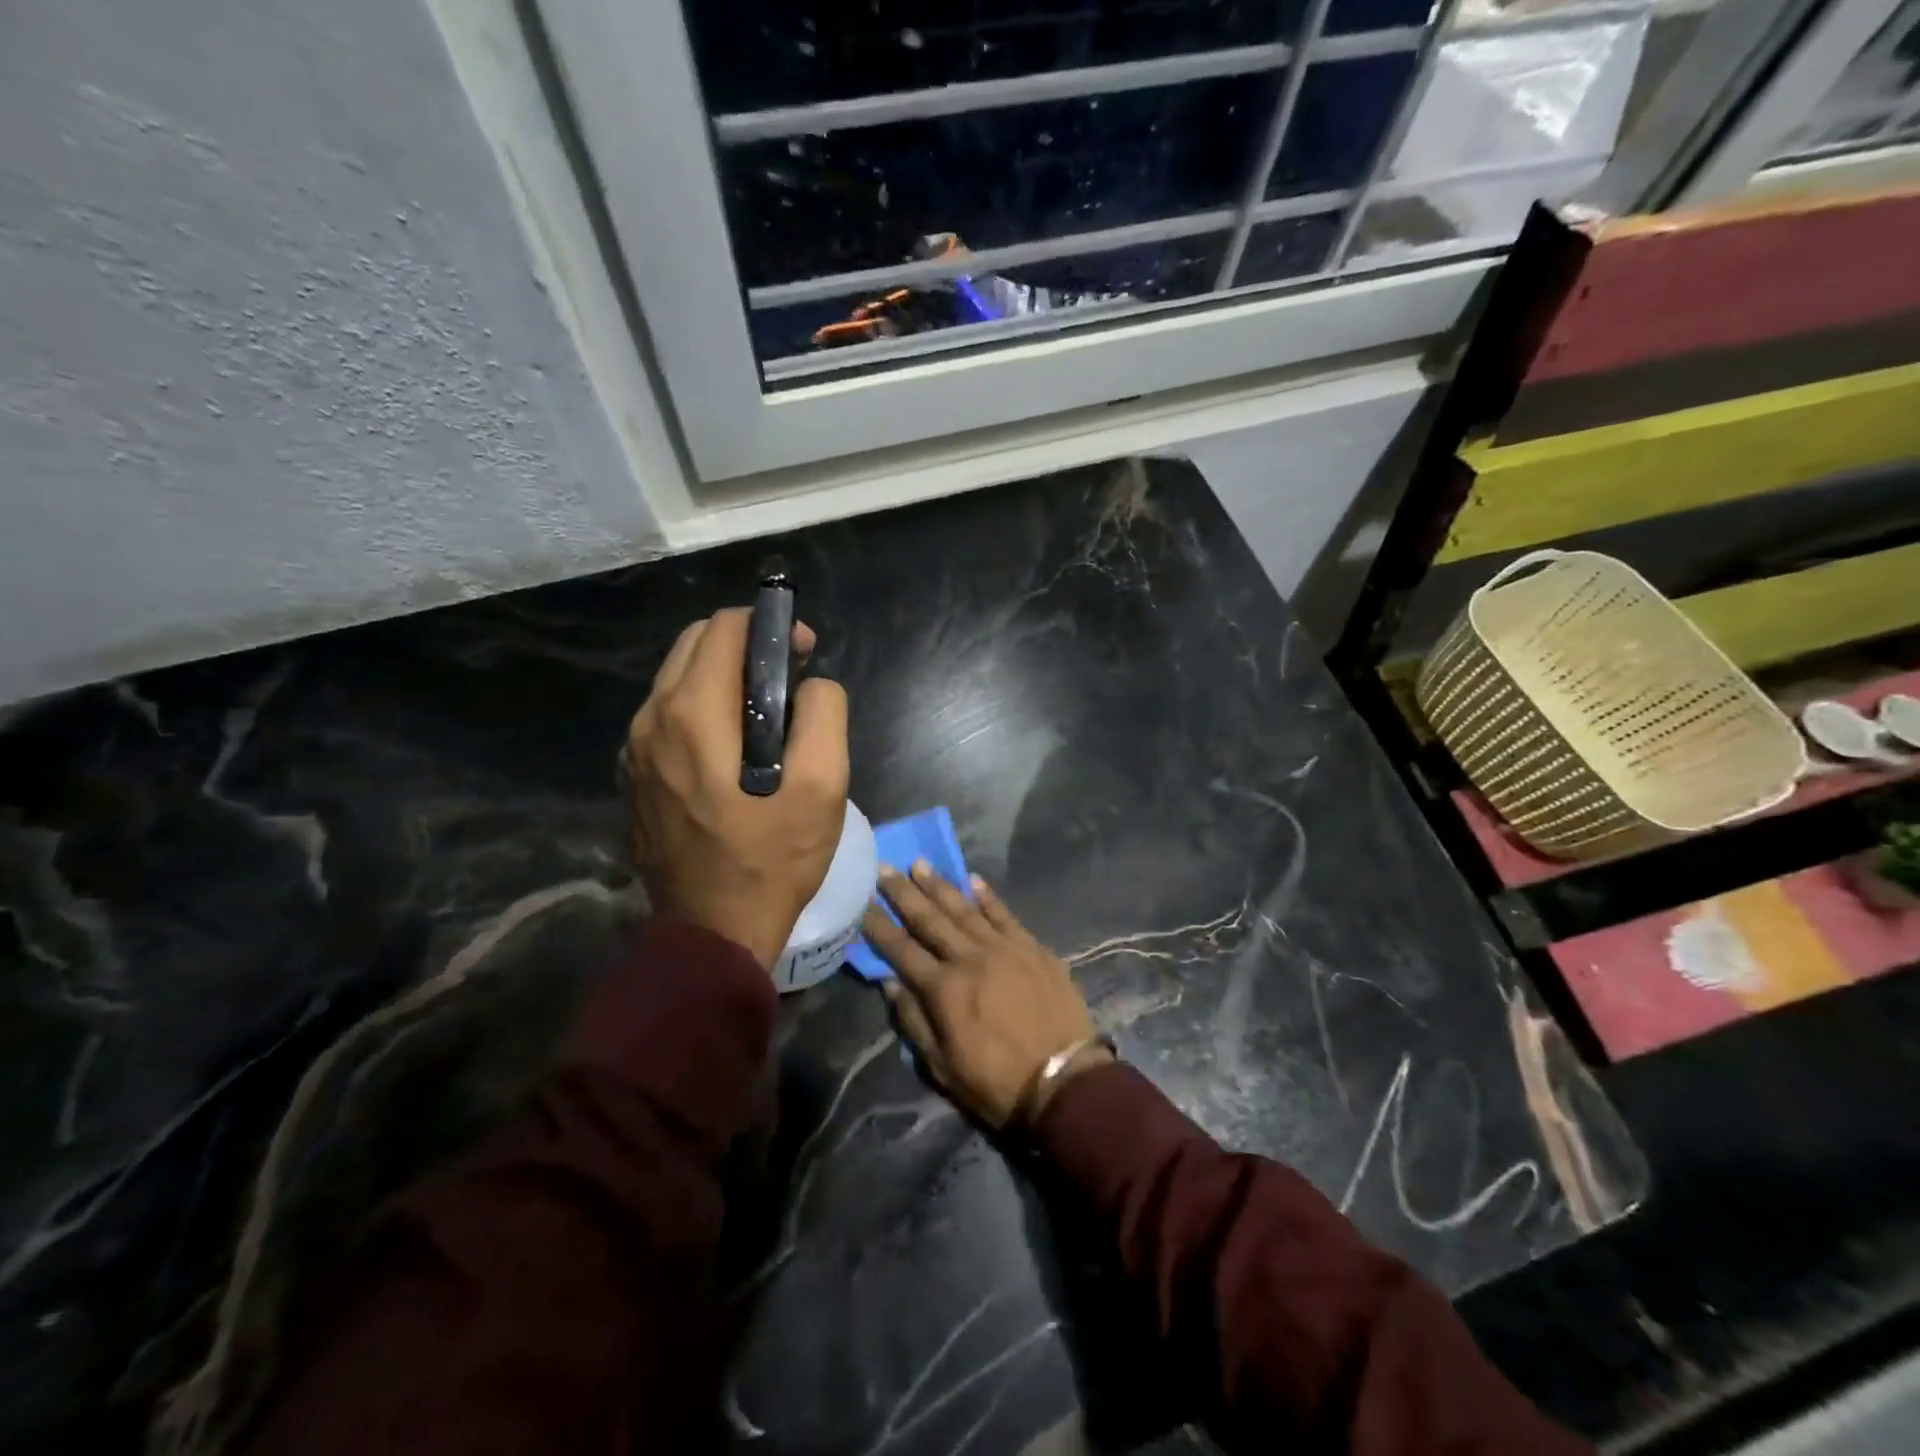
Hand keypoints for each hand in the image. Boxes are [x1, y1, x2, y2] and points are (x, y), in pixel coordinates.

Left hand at [622, 608, 848, 968]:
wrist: (714, 932)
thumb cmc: (773, 857)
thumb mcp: (823, 784)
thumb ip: (823, 713)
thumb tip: (811, 684)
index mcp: (693, 713)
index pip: (725, 627)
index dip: (772, 627)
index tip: (804, 654)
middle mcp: (650, 720)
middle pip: (695, 645)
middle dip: (745, 646)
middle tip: (788, 680)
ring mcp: (633, 751)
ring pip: (676, 681)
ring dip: (721, 679)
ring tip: (765, 716)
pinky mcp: (632, 778)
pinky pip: (665, 719)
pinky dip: (700, 711)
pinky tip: (731, 750)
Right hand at [862, 863, 1111, 1127]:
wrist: (1064, 1081)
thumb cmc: (997, 1082)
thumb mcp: (943, 1066)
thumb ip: (914, 1021)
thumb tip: (891, 983)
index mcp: (944, 989)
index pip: (901, 950)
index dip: (879, 926)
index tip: (862, 902)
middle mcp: (969, 958)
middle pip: (930, 919)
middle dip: (904, 893)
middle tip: (885, 867)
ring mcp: (1004, 948)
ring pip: (964, 909)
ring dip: (940, 885)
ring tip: (920, 864)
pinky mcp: (1032, 947)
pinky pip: (1005, 914)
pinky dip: (988, 896)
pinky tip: (973, 879)